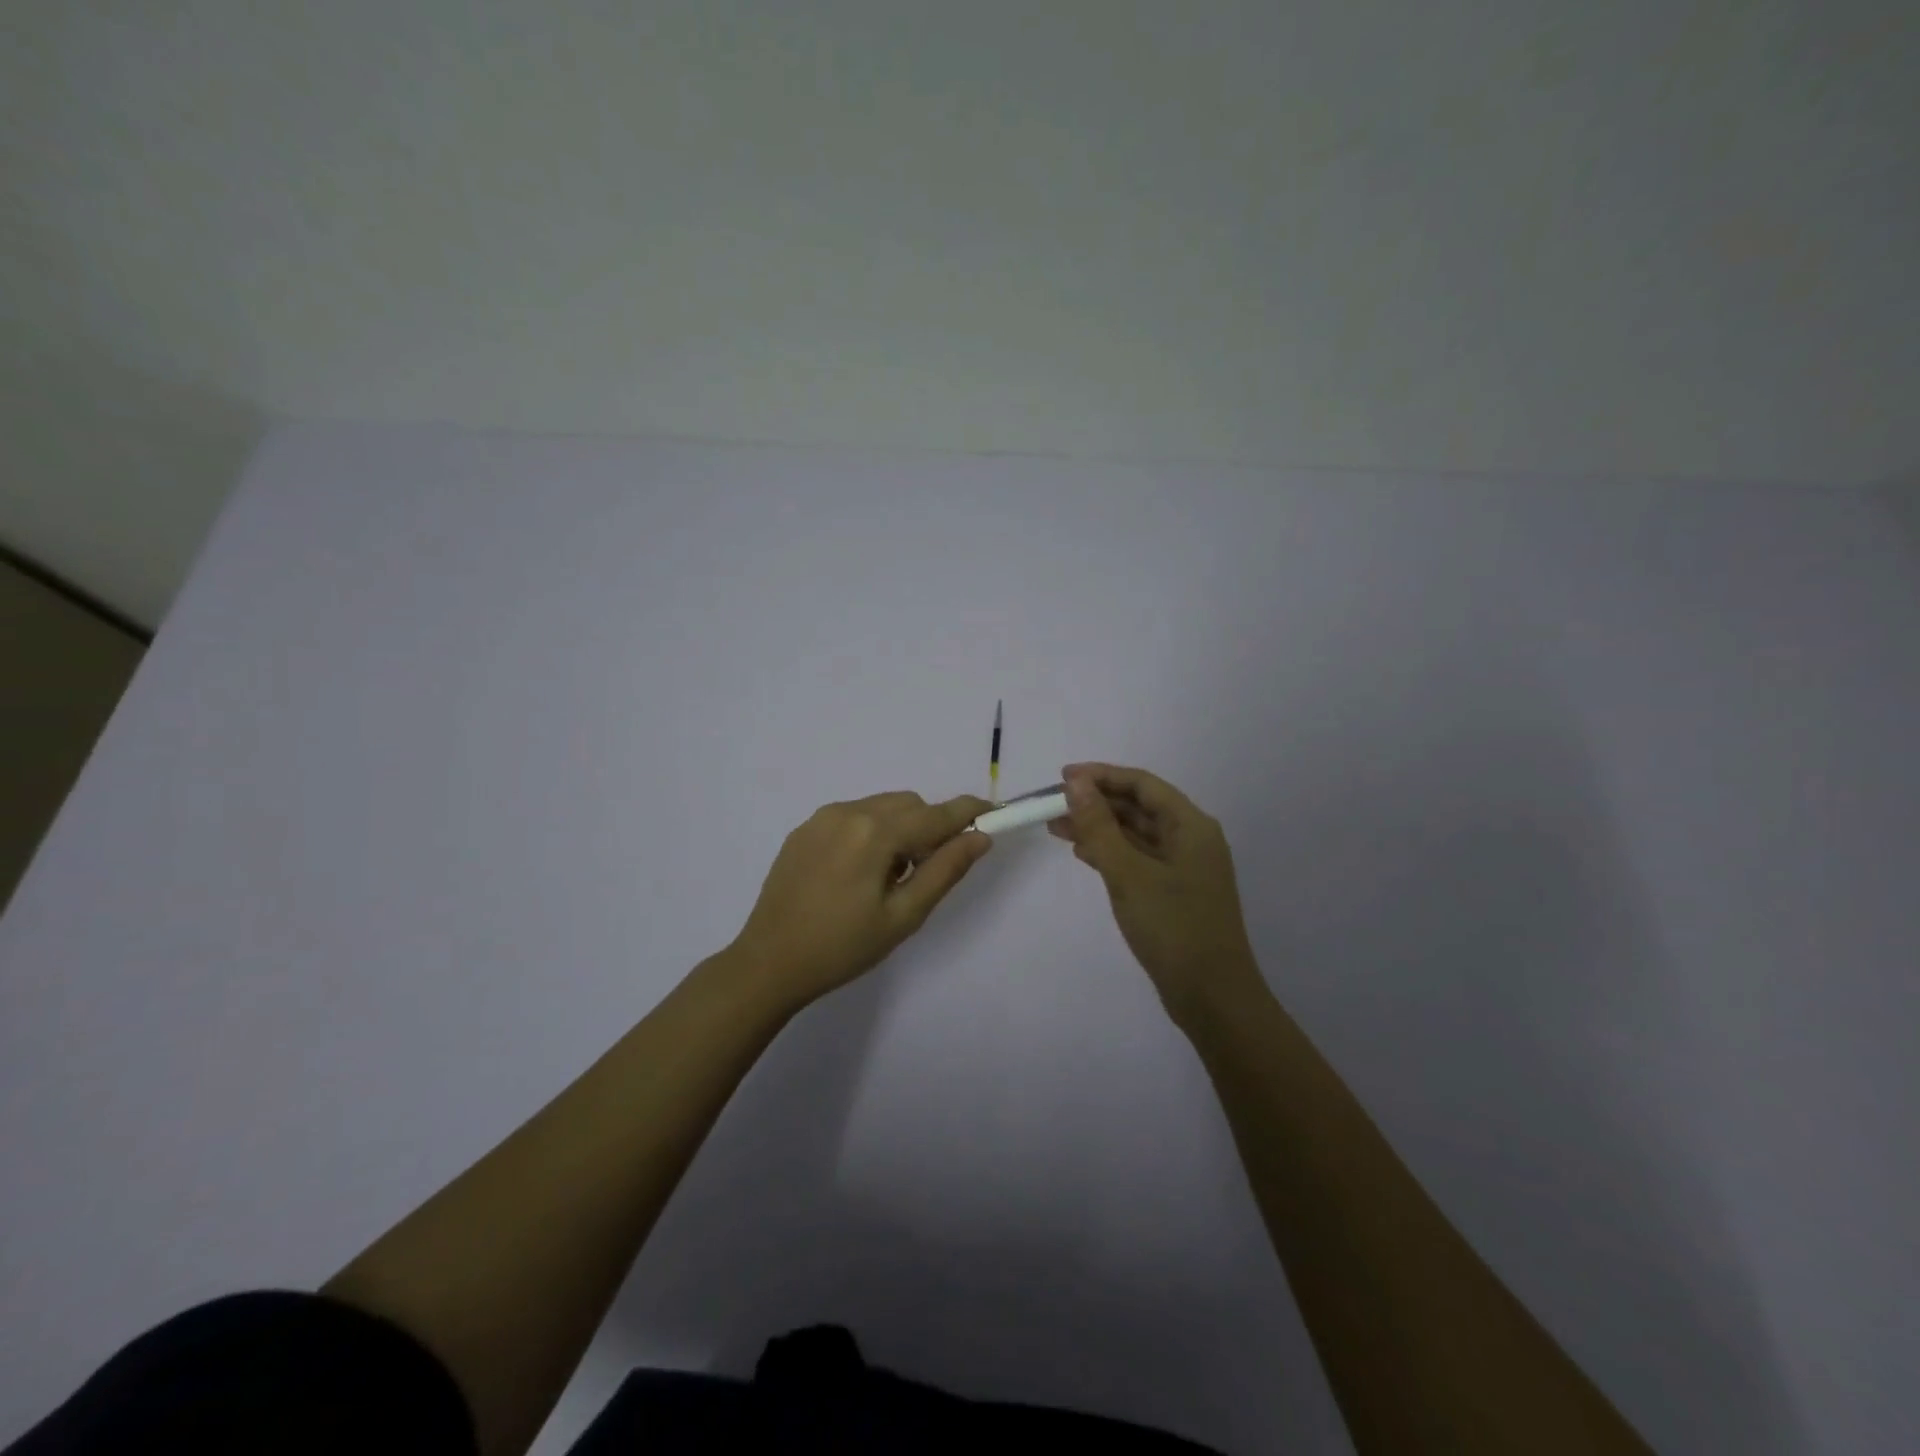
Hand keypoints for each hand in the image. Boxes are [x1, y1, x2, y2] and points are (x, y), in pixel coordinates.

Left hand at [730, 792, 992, 1011]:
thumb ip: (945, 870)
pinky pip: (853, 816)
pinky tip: (859, 873)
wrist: (768, 963)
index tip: (995, 814)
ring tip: (890, 877)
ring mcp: (822, 817)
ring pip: (881, 807)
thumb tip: (980, 837)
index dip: (969, 812)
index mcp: (875, 832)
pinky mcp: (805, 829)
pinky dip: (872, 831)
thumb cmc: (843, 947)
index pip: (936, 814)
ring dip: (900, 828)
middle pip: (910, 805)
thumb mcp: (903, 916)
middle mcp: (849, 811)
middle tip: (929, 870)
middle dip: (930, 827)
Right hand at [1050, 763, 1265, 1026]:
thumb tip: (1077, 785)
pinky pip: (1138, 858)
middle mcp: (1191, 839)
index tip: (1062, 777)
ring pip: (1136, 834)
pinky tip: (1082, 853)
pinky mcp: (1174, 892)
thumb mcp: (1129, 874)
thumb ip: (1100, 827)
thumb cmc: (1173, 928)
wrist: (1212, 998)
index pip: (1142, 784)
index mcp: (1191, 826)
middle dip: (1096, 802)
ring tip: (1056, 827)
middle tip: (1053, 804)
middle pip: (1139, 807)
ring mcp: (1183, 867)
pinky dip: (1110, 852)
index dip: (1101, 776)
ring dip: (1099, 827)